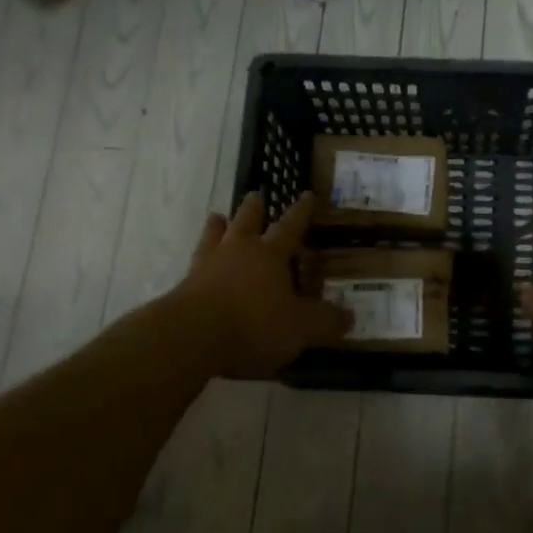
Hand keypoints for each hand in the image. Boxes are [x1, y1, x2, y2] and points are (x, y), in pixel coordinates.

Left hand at [170, 192, 350, 377]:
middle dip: (254, 209)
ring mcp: (206, 267)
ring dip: (218, 226)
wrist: (190, 337)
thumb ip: (325, 321)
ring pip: (214, 237)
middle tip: (255, 194)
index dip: (301, 212)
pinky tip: (197, 262)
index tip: (306, 195)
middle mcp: (238, 252)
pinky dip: (200, 259)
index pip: (290, 226)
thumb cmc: (253, 325)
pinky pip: (195, 264)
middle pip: (246, 221)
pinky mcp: (184, 287)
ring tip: (217, 217)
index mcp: (270, 255)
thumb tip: (349, 316)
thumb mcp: (300, 328)